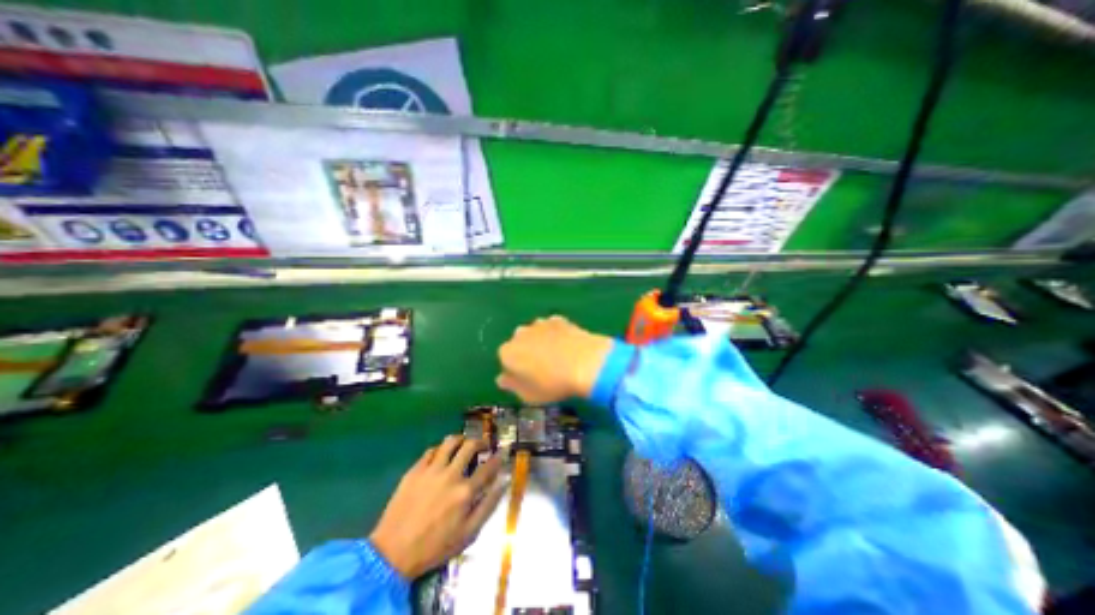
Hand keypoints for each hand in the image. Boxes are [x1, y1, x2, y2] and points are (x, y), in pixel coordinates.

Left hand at [367, 434, 504, 579]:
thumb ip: (488, 505)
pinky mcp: (415, 470)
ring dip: (461, 439)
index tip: (502, 452)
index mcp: (465, 492)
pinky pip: (431, 450)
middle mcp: (451, 475)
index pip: (488, 467)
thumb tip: (504, 481)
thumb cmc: (434, 546)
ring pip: (450, 442)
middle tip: (482, 446)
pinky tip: (441, 456)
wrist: (392, 554)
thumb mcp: (468, 534)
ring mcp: (431, 470)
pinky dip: (440, 449)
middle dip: (480, 442)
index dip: (498, 457)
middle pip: (470, 446)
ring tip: (463, 444)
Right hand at [499, 316, 613, 402]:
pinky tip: (566, 345)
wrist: (584, 363)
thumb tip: (502, 379)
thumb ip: (512, 385)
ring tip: (556, 356)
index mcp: (508, 352)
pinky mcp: (558, 320)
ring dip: (540, 341)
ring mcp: (540, 324)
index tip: (528, 379)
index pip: (505, 359)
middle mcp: (520, 334)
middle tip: (542, 368)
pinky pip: (551, 327)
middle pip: (519, 343)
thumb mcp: (528, 395)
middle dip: (526, 353)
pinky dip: (555, 334)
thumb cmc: (553, 384)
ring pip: (535, 333)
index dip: (516, 370)